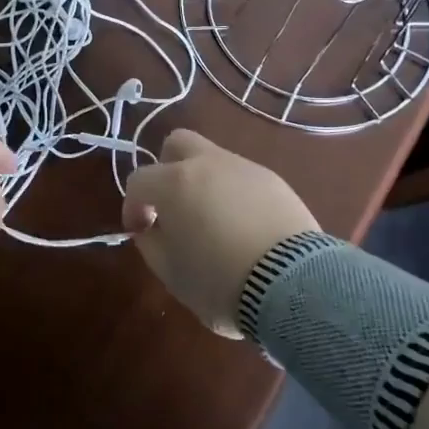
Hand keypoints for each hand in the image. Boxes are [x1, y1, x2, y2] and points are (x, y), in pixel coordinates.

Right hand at [122, 129, 318, 335]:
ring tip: (214, 223)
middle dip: (167, 169)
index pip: (139, 180)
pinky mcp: (275, 181)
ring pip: (213, 160)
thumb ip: (151, 243)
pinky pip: (243, 179)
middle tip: (172, 205)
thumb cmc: (220, 281)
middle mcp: (208, 164)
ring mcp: (245, 168)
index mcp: (175, 183)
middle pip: (177, 144)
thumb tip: (150, 228)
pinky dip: (234, 195)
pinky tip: (245, 228)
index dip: (134, 206)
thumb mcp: (171, 273)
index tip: (141, 231)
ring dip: (204, 183)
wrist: (294, 284)